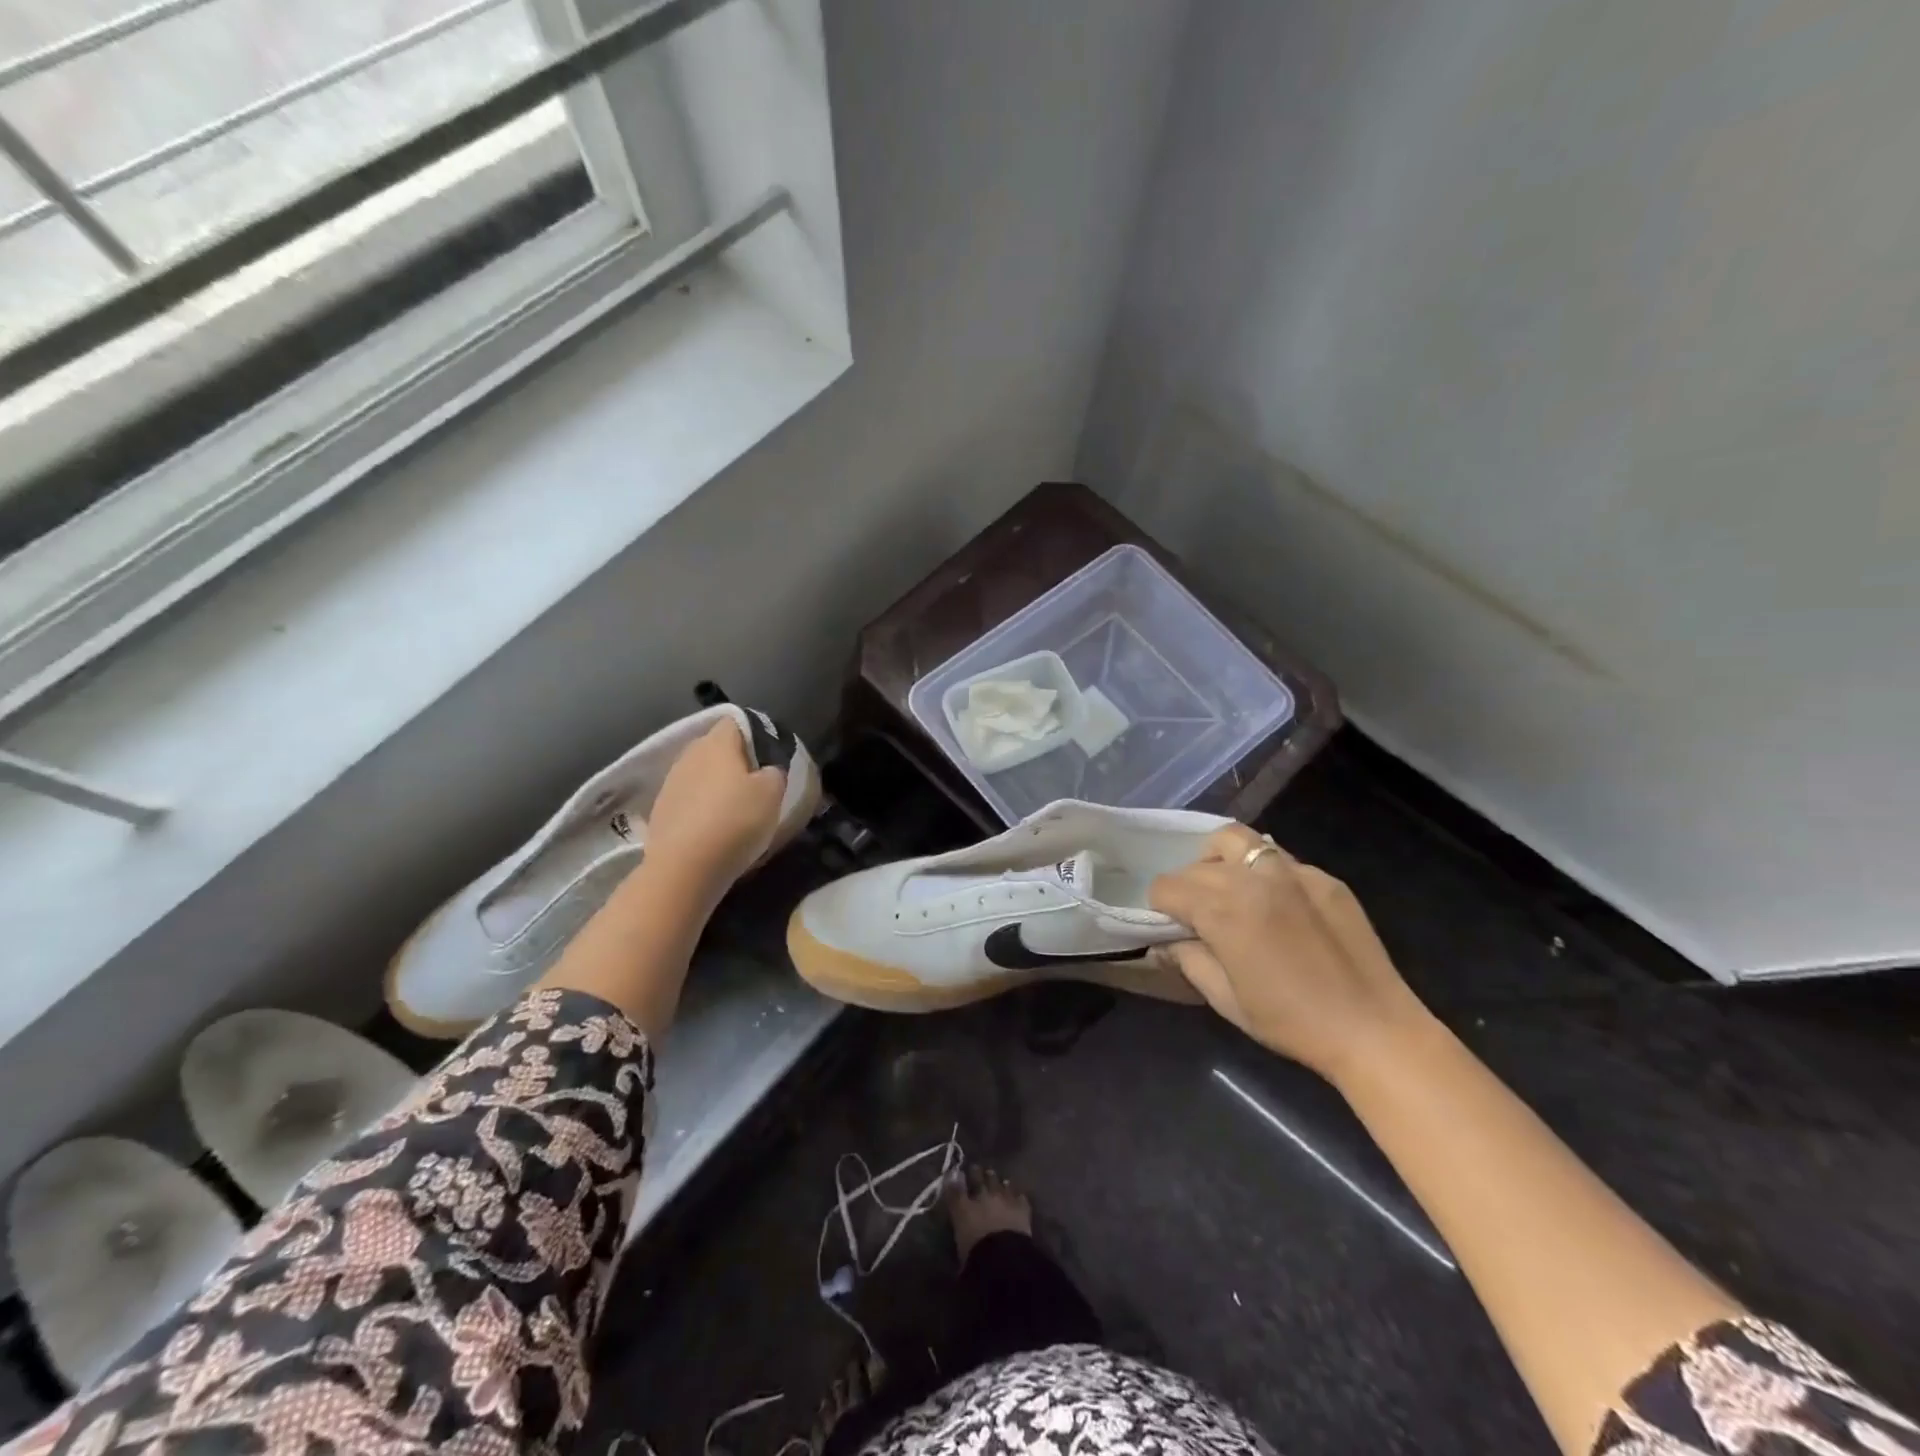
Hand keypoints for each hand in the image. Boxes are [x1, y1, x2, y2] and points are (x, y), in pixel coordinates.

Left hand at [644, 719, 787, 894]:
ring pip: (700, 774)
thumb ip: (774, 772)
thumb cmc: (735, 821)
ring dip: (717, 786)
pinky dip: (702, 808)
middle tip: (757, 784)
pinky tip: (714, 828)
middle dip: (735, 761)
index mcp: (717, 743)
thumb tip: (767, 770)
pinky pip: (688, 800)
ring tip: (735, 810)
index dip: (756, 734)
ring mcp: (670, 783)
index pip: (736, 721)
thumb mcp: (773, 793)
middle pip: (716, 747)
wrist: (684, 868)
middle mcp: (690, 755)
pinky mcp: (661, 811)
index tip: (770, 757)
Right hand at [1148, 824, 1430, 1082]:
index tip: (1171, 926)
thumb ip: (1189, 960)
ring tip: (1227, 887)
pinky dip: (1262, 870)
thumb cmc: (1291, 1022)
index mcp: (1223, 910)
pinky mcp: (1324, 878)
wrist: (1374, 1030)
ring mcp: (1293, 872)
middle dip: (1187, 887)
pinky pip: (1279, 858)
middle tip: (1197, 916)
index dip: (1160, 906)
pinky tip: (1274, 902)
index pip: (1167, 886)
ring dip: (1219, 859)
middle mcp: (1253, 879)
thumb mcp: (1225, 999)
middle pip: (1197, 865)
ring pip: (1237, 840)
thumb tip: (1168, 942)